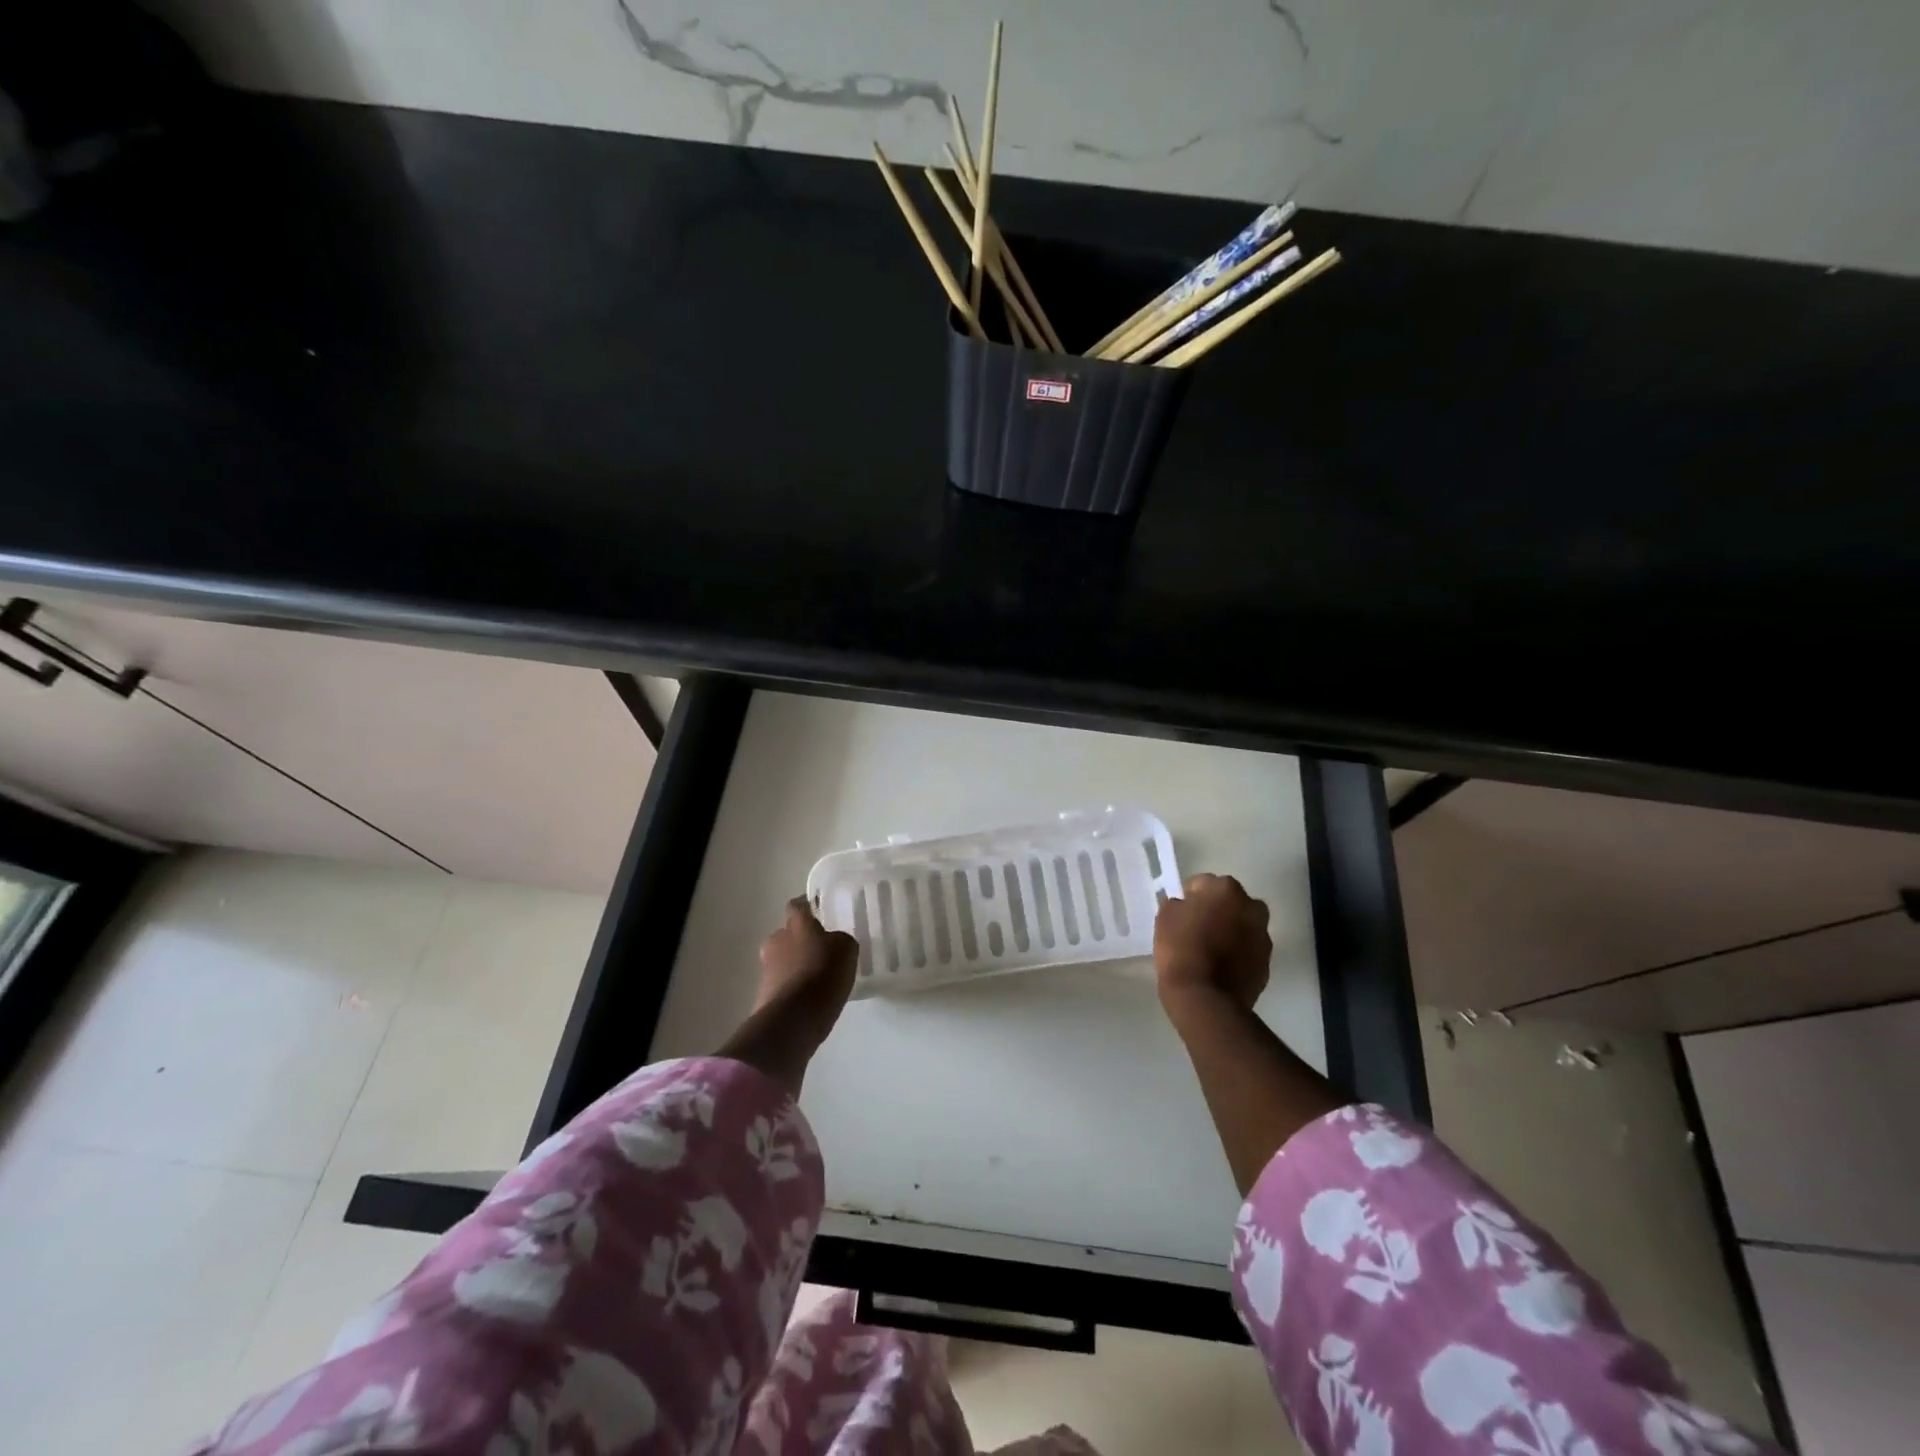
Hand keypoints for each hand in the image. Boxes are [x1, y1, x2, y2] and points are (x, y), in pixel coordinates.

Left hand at [756, 897, 859, 1052]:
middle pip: (788, 934)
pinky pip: (783, 984)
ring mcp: (767, 969)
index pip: (798, 905)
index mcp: (796, 924)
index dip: (809, 906)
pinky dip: (794, 988)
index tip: (820, 909)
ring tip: (819, 978)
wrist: (793, 1020)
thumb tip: (832, 942)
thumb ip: (839, 940)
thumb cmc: (822, 974)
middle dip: (802, 940)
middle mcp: (777, 940)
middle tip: (822, 950)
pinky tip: (811, 998)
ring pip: (784, 960)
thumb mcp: (846, 949)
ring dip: (798, 966)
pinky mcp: (764, 995)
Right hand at [1154, 874, 1271, 1011]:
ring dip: (1230, 931)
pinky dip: (1238, 954)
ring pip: (1243, 926)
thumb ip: (1178, 903)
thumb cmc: (1180, 950)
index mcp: (1226, 889)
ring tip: (1210, 951)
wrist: (1206, 999)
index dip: (1190, 898)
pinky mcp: (1267, 963)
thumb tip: (1185, 905)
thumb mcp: (1165, 917)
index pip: (1204, 883)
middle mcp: (1251, 907)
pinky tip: (1220, 967)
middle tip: (1197, 929)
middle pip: (1230, 902)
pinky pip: (1249, 950)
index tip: (1181, 914)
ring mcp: (1263, 936)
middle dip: (1217, 911)